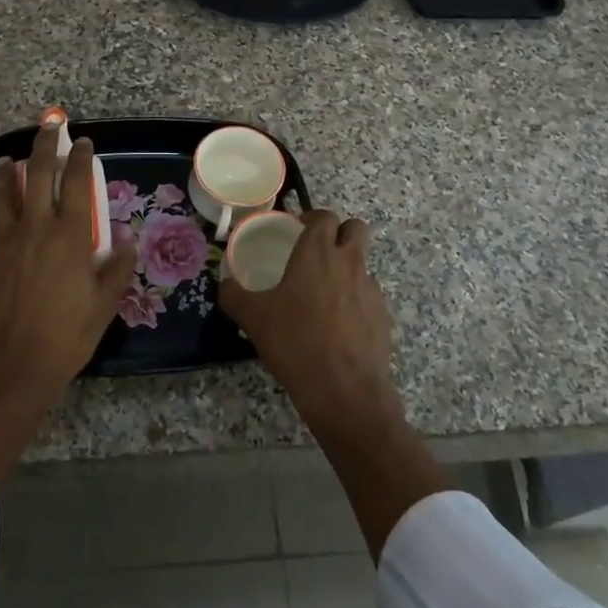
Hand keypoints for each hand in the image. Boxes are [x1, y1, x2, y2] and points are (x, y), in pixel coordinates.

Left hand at [0, 122, 137, 402]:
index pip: (75, 182)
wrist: (11, 365)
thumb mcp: (103, 304)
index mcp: (69, 234)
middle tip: (49, 126)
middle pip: (38, 174)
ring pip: (6, 194)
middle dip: (44, 145)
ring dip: (10, 172)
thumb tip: (127, 239)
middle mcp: (36, 228)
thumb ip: (116, 268)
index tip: (82, 142)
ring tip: (8, 160)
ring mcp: (6, 242)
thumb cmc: (66, 335)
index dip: (79, 158)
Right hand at [222, 208, 443, 558]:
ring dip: (347, 266)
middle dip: (339, 233)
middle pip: (355, 228)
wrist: (345, 391)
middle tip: (317, 252)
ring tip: (323, 293)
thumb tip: (224, 284)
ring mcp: (370, 288)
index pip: (323, 216)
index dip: (311, 218)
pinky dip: (355, 298)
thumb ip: (233, 295)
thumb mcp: (253, 319)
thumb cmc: (295, 343)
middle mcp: (348, 262)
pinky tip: (337, 324)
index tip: (296, 230)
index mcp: (317, 253)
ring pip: (363, 261)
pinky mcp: (383, 315)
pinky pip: (368, 294)